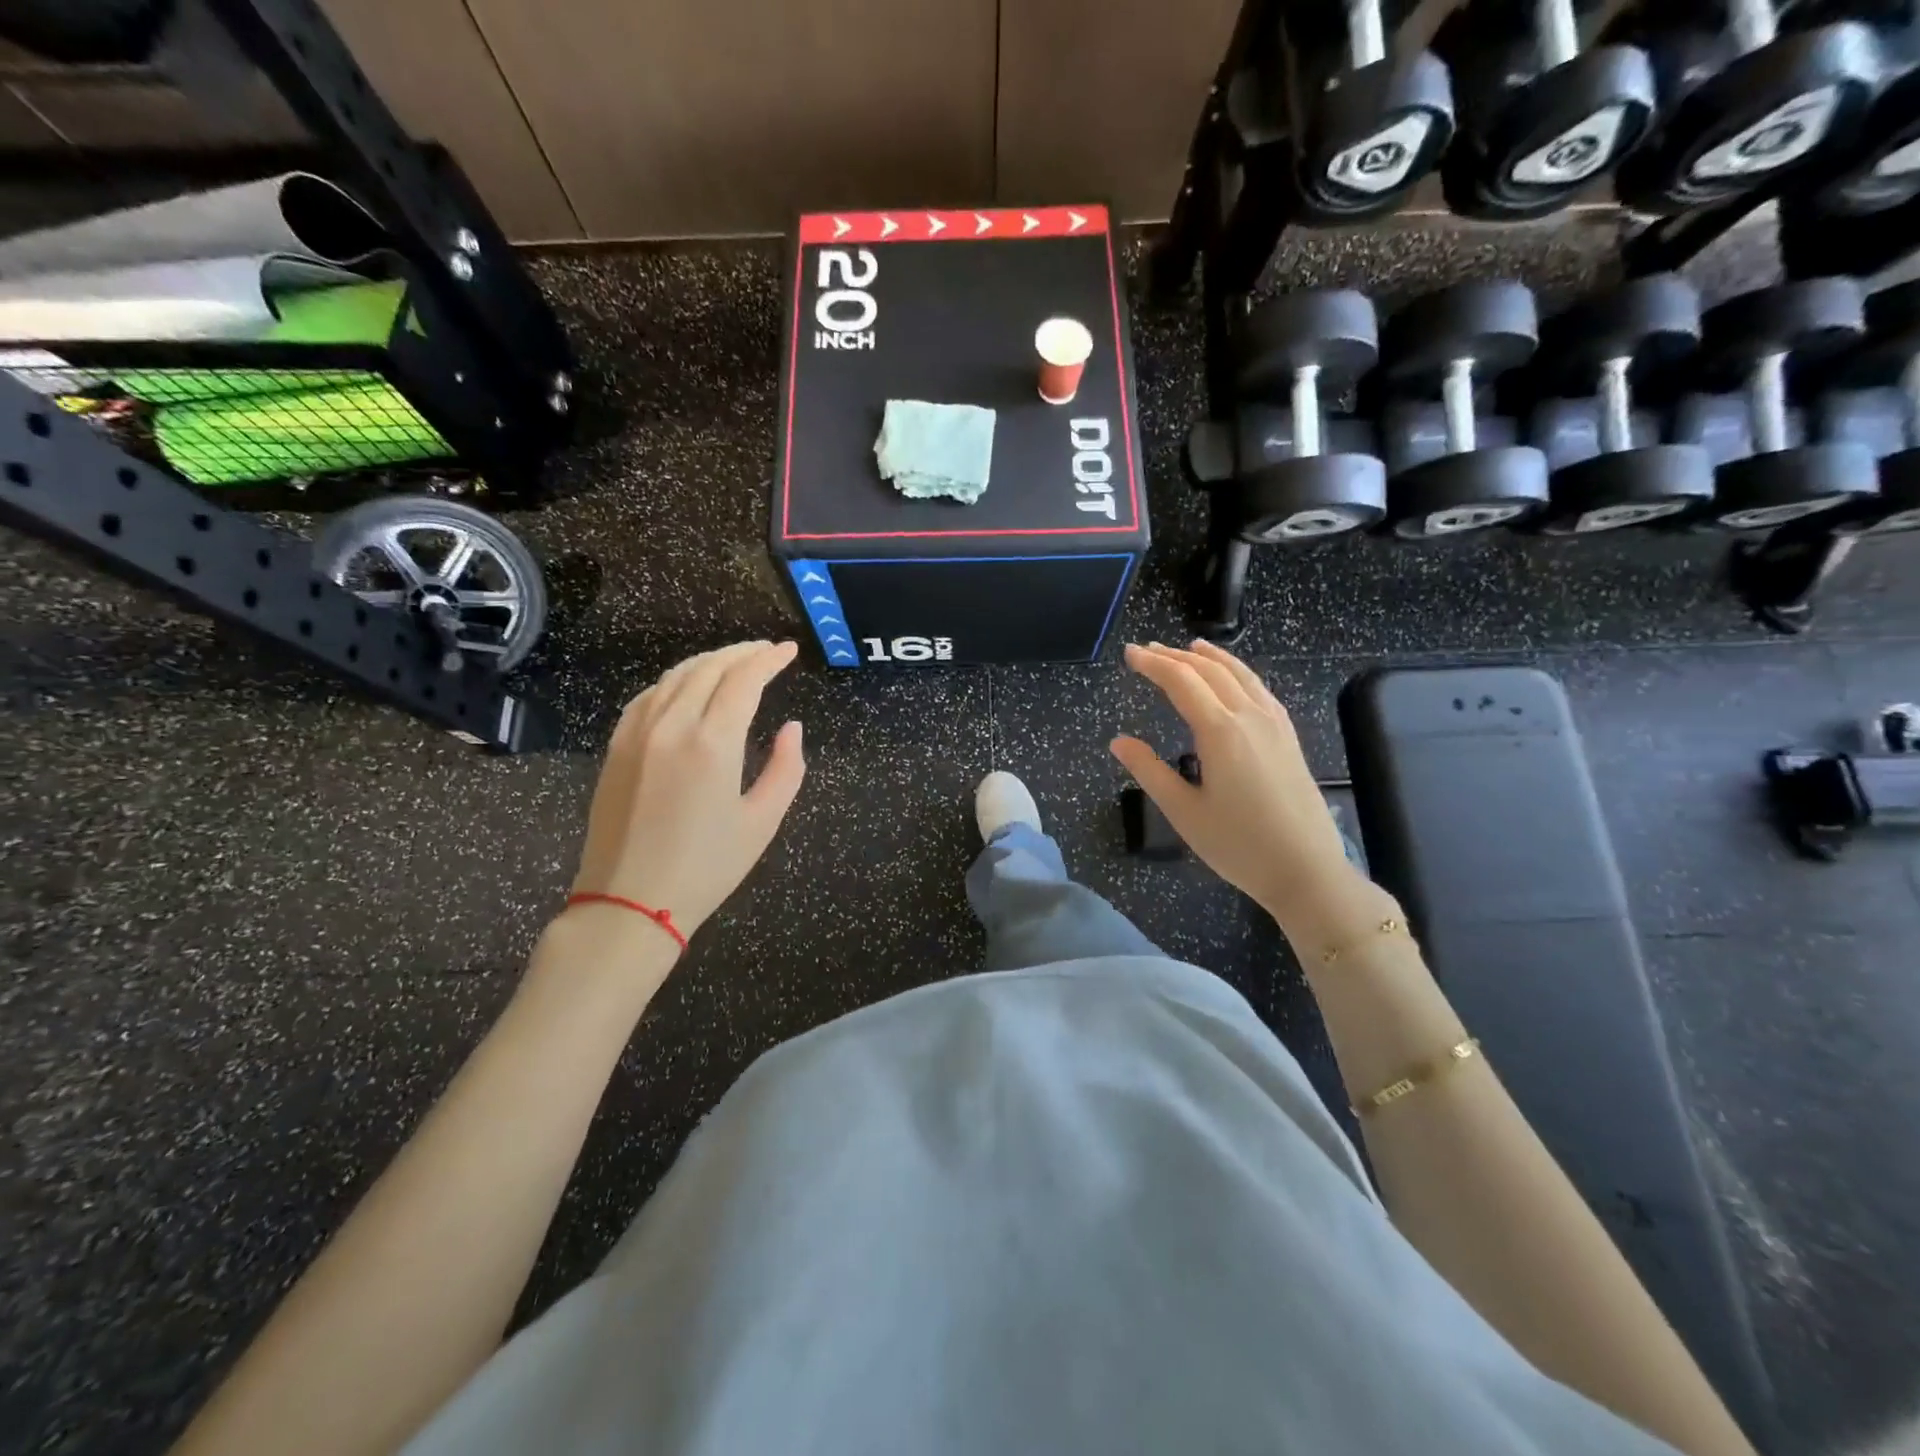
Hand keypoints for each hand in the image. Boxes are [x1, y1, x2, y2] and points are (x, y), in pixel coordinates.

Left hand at [571, 640, 805, 940]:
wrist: (628, 903)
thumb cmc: (706, 868)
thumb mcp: (762, 822)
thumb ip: (786, 768)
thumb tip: (792, 728)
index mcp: (712, 743)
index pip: (743, 680)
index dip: (768, 659)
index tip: (788, 650)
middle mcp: (671, 725)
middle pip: (708, 668)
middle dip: (741, 653)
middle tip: (766, 651)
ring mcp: (637, 733)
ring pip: (675, 676)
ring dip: (708, 661)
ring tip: (733, 662)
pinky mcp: (617, 747)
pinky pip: (648, 696)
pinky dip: (675, 681)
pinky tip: (687, 687)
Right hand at [1111, 641, 1385, 944]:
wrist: (1306, 870)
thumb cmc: (1238, 845)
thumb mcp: (1184, 811)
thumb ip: (1149, 771)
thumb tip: (1119, 742)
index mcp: (1220, 731)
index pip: (1181, 681)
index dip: (1152, 664)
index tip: (1129, 654)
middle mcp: (1249, 716)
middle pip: (1209, 671)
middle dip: (1175, 656)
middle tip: (1147, 649)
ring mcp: (1274, 724)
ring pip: (1239, 674)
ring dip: (1209, 657)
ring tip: (1188, 647)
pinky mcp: (1288, 737)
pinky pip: (1259, 689)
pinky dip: (1238, 672)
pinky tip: (1233, 679)